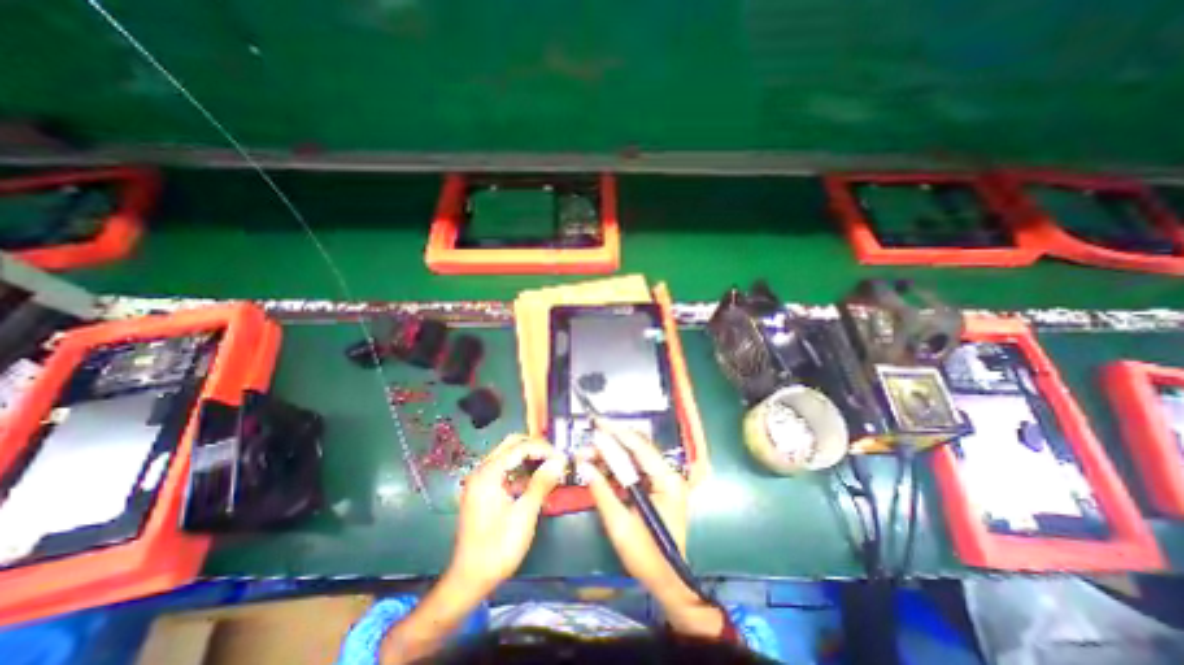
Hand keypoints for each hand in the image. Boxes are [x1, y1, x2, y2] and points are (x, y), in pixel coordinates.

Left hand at [450, 434, 567, 594]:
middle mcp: (482, 471)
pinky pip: (504, 471)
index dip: (544, 449)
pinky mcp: (483, 492)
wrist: (470, 580)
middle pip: (512, 445)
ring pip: (508, 456)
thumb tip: (560, 461)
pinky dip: (521, 471)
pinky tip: (536, 481)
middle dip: (536, 448)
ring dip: (529, 458)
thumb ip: (541, 483)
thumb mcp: (524, 514)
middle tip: (556, 459)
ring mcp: (481, 481)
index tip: (563, 458)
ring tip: (550, 468)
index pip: (520, 447)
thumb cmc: (498, 547)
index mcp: (488, 473)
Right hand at [574, 421, 721, 637]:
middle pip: (637, 449)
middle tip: (587, 445)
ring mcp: (663, 480)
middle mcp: (668, 474)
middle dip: (610, 444)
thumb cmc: (646, 557)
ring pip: (634, 457)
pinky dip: (617, 467)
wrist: (667, 581)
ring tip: (588, 456)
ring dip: (611, 455)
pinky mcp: (657, 486)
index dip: (616, 433)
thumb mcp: (620, 525)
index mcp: (666, 481)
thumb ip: (602, 492)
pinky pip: (635, 469)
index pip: (639, 447)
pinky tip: (600, 467)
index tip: (597, 424)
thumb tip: (583, 466)